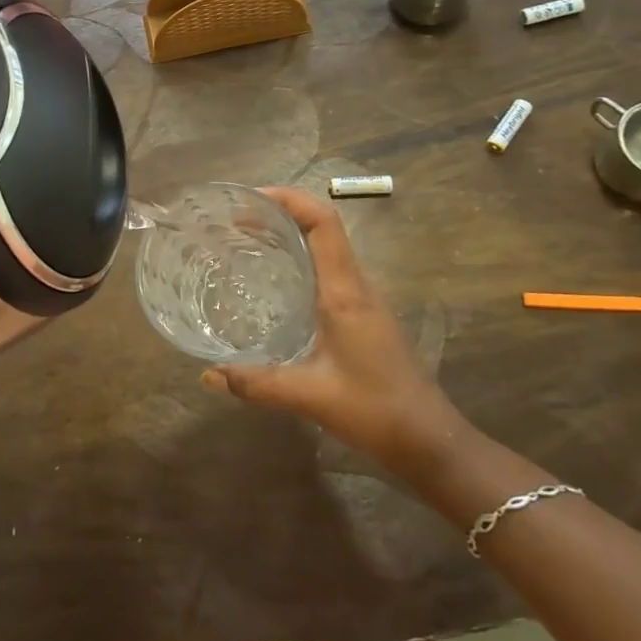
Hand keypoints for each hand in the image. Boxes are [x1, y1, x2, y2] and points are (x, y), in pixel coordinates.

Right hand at [201, 187, 461, 471]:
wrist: (432, 442)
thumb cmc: (375, 410)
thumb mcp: (309, 396)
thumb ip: (257, 383)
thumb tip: (208, 375)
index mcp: (345, 292)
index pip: (323, 223)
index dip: (289, 199)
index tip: (250, 199)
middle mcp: (356, 285)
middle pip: (323, 226)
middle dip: (281, 213)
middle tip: (236, 220)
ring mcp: (364, 299)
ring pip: (327, 247)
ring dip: (291, 234)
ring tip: (247, 241)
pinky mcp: (364, 315)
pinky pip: (329, 270)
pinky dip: (300, 259)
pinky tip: (276, 282)